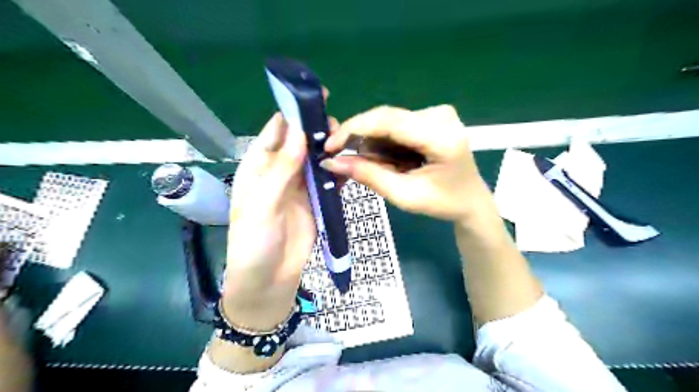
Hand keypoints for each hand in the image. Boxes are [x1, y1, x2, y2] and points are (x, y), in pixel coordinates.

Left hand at [223, 95, 343, 330]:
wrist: (268, 281)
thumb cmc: (254, 243)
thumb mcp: (263, 204)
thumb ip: (281, 169)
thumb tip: (299, 132)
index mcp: (259, 166)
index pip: (276, 131)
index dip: (294, 113)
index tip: (315, 98)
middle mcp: (280, 171)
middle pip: (300, 142)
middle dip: (317, 130)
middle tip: (337, 126)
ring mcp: (300, 187)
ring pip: (317, 159)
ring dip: (330, 149)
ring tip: (348, 141)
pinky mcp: (316, 201)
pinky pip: (328, 180)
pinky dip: (338, 171)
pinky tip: (351, 165)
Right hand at [319, 106, 493, 223]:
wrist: (471, 201)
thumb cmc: (443, 203)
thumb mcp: (404, 196)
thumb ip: (369, 175)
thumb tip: (332, 161)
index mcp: (441, 136)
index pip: (388, 121)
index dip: (354, 129)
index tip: (329, 146)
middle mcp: (440, 115)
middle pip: (386, 118)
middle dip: (361, 139)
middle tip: (342, 159)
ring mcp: (437, 113)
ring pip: (388, 122)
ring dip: (373, 144)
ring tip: (376, 168)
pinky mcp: (432, 117)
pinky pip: (397, 125)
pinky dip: (385, 143)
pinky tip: (390, 161)